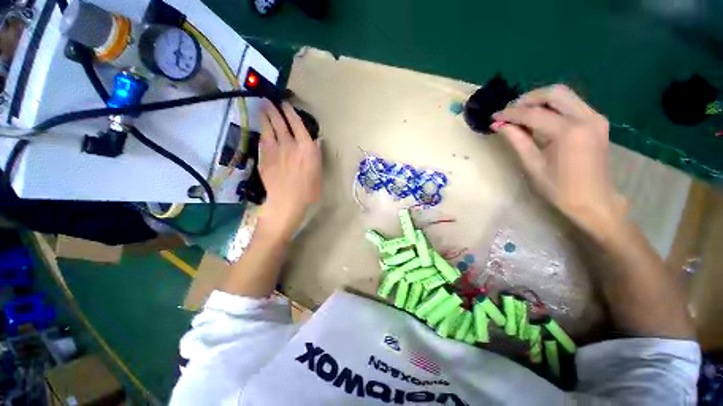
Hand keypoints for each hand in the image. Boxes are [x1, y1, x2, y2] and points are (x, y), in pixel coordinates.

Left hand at [258, 100, 321, 239]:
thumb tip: (315, 142)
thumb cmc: (309, 190)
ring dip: (265, 117)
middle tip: (269, 100)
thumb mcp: (318, 172)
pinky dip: (262, 134)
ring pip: (269, 129)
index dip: (290, 112)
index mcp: (307, 147)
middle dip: (274, 110)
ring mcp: (275, 150)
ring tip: (262, 107)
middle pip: (281, 123)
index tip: (286, 104)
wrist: (287, 202)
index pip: (297, 124)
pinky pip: (262, 141)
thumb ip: (315, 155)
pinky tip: (261, 130)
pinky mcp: (264, 158)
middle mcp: (290, 144)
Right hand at [492, 85, 627, 241]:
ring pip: (564, 95)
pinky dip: (552, 106)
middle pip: (554, 93)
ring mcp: (595, 117)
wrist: (594, 201)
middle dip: (528, 99)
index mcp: (569, 133)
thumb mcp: (533, 166)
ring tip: (521, 114)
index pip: (534, 114)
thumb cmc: (560, 189)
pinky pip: (571, 104)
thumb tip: (499, 125)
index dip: (511, 114)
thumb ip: (517, 140)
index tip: (494, 116)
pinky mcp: (597, 121)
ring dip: (540, 100)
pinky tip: (539, 118)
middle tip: (509, 112)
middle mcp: (586, 118)